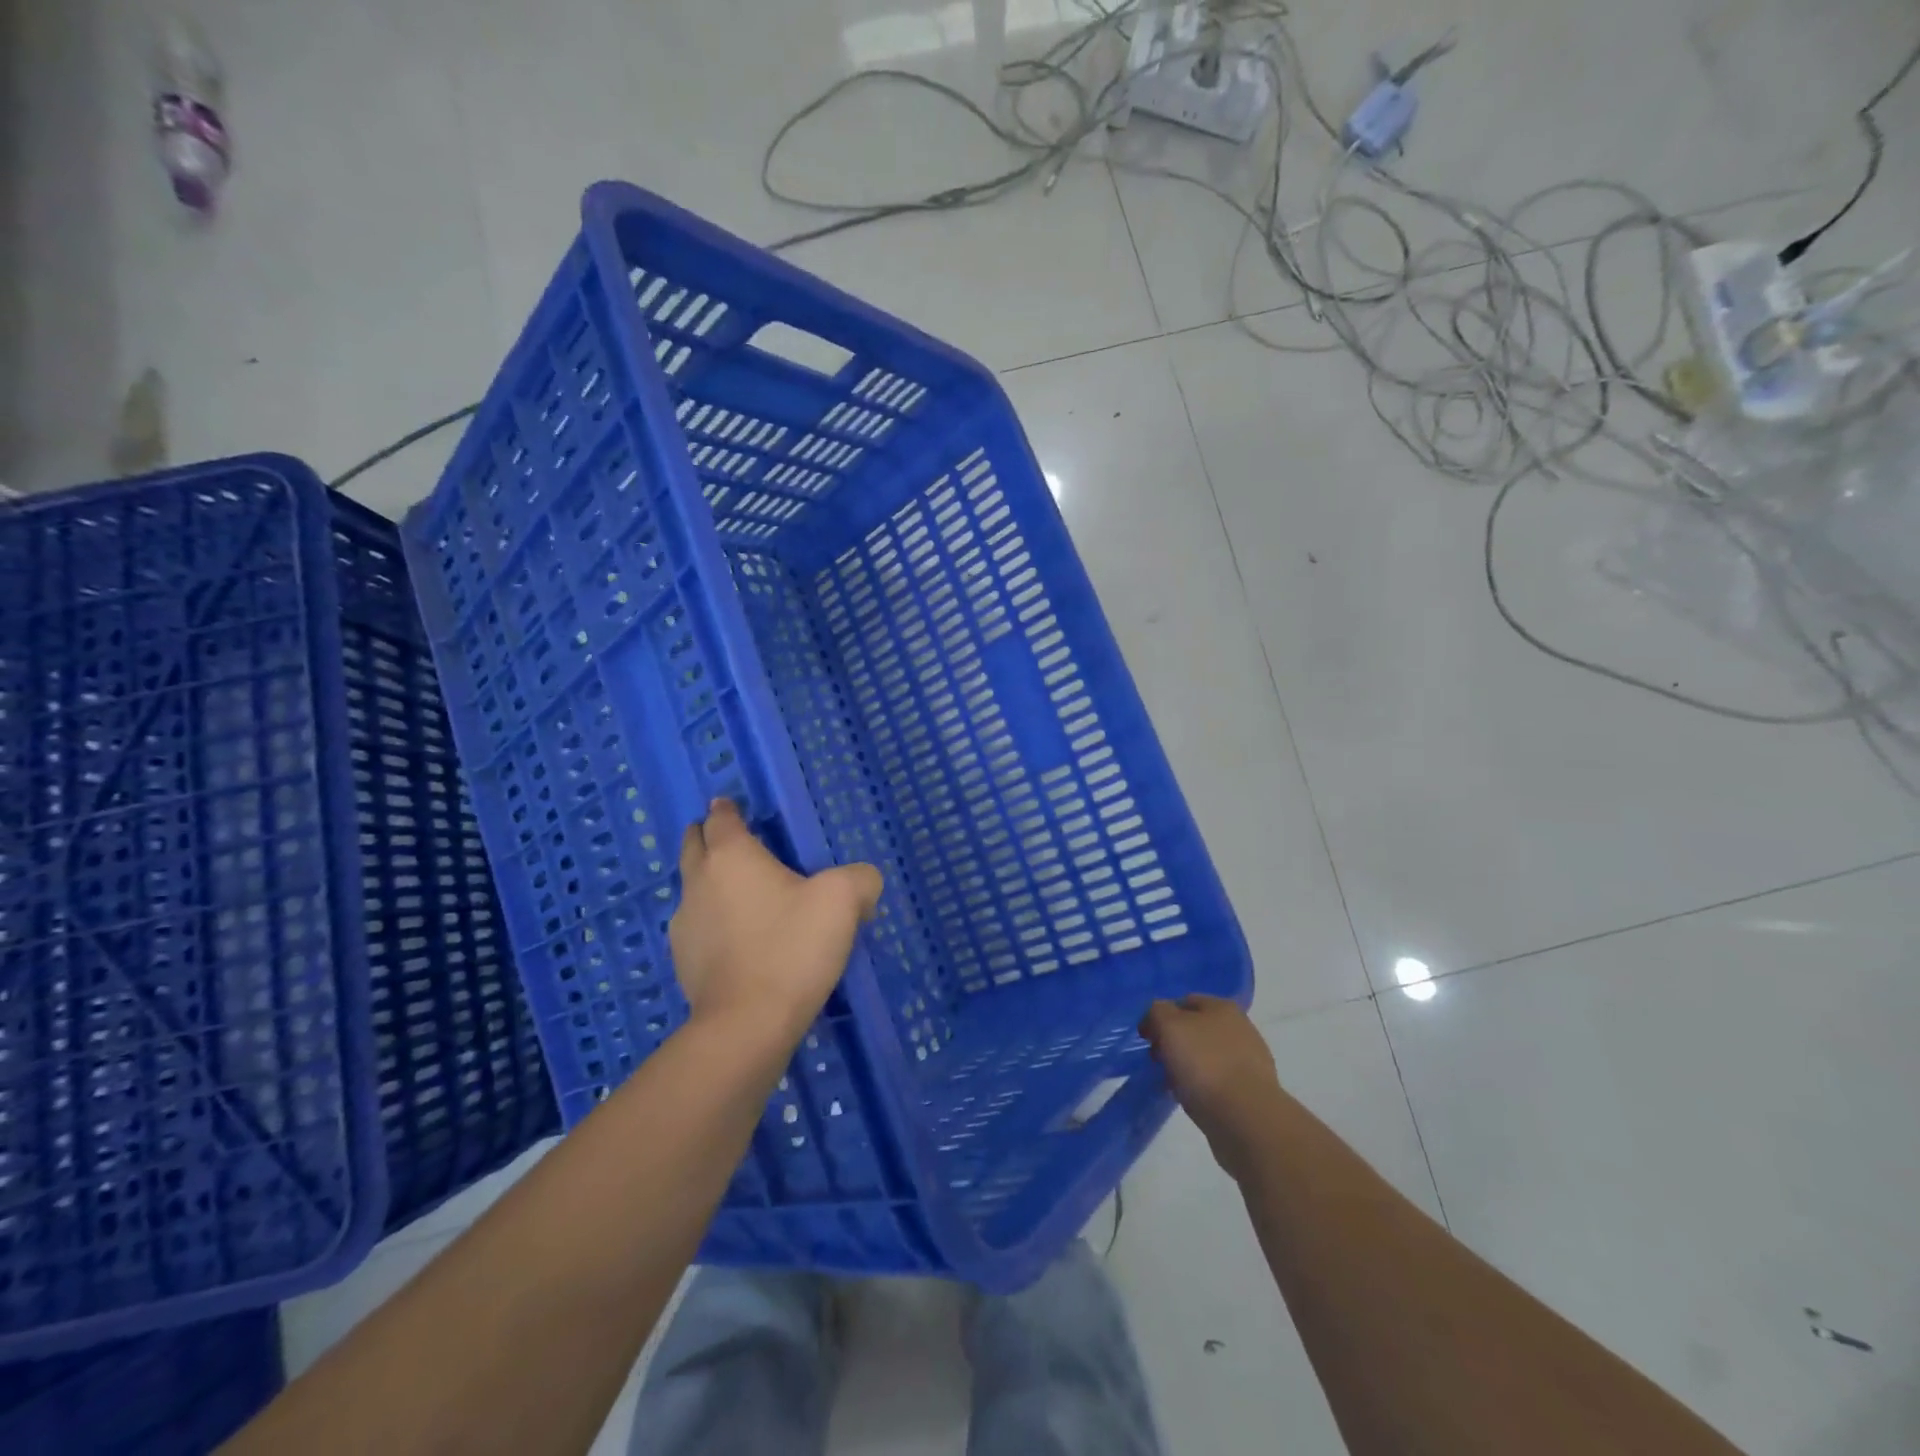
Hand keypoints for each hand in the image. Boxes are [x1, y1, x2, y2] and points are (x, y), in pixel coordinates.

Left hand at [670, 800, 882, 1057]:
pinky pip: (697, 925)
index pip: (721, 817)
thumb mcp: (843, 901)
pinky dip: (713, 921)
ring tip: (742, 893)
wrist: (748, 1024)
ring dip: (710, 881)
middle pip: (693, 844)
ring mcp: (684, 923)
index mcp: (731, 855)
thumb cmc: (792, 947)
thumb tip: (863, 882)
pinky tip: (740, 939)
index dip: (728, 807)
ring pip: (692, 886)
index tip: (733, 805)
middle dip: (708, 836)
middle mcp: (698, 881)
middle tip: (733, 840)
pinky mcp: (682, 961)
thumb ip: (860, 879)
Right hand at [1140, 994, 1282, 1178]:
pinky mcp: (1252, 1091)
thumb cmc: (1204, 1064)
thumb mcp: (1169, 1026)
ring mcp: (1249, 1060)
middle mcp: (1240, 1028)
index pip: (1183, 1001)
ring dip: (1187, 1066)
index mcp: (1222, 1007)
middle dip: (1173, 1043)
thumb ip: (1157, 1012)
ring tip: (1173, 1085)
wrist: (1246, 1118)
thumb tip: (1157, 1017)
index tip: (1147, 1039)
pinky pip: (1218, 1081)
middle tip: (1158, 1062)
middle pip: (1195, 1029)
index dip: (1161, 1016)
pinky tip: (1193, 1099)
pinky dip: (1202, 1087)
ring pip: (1206, 1056)